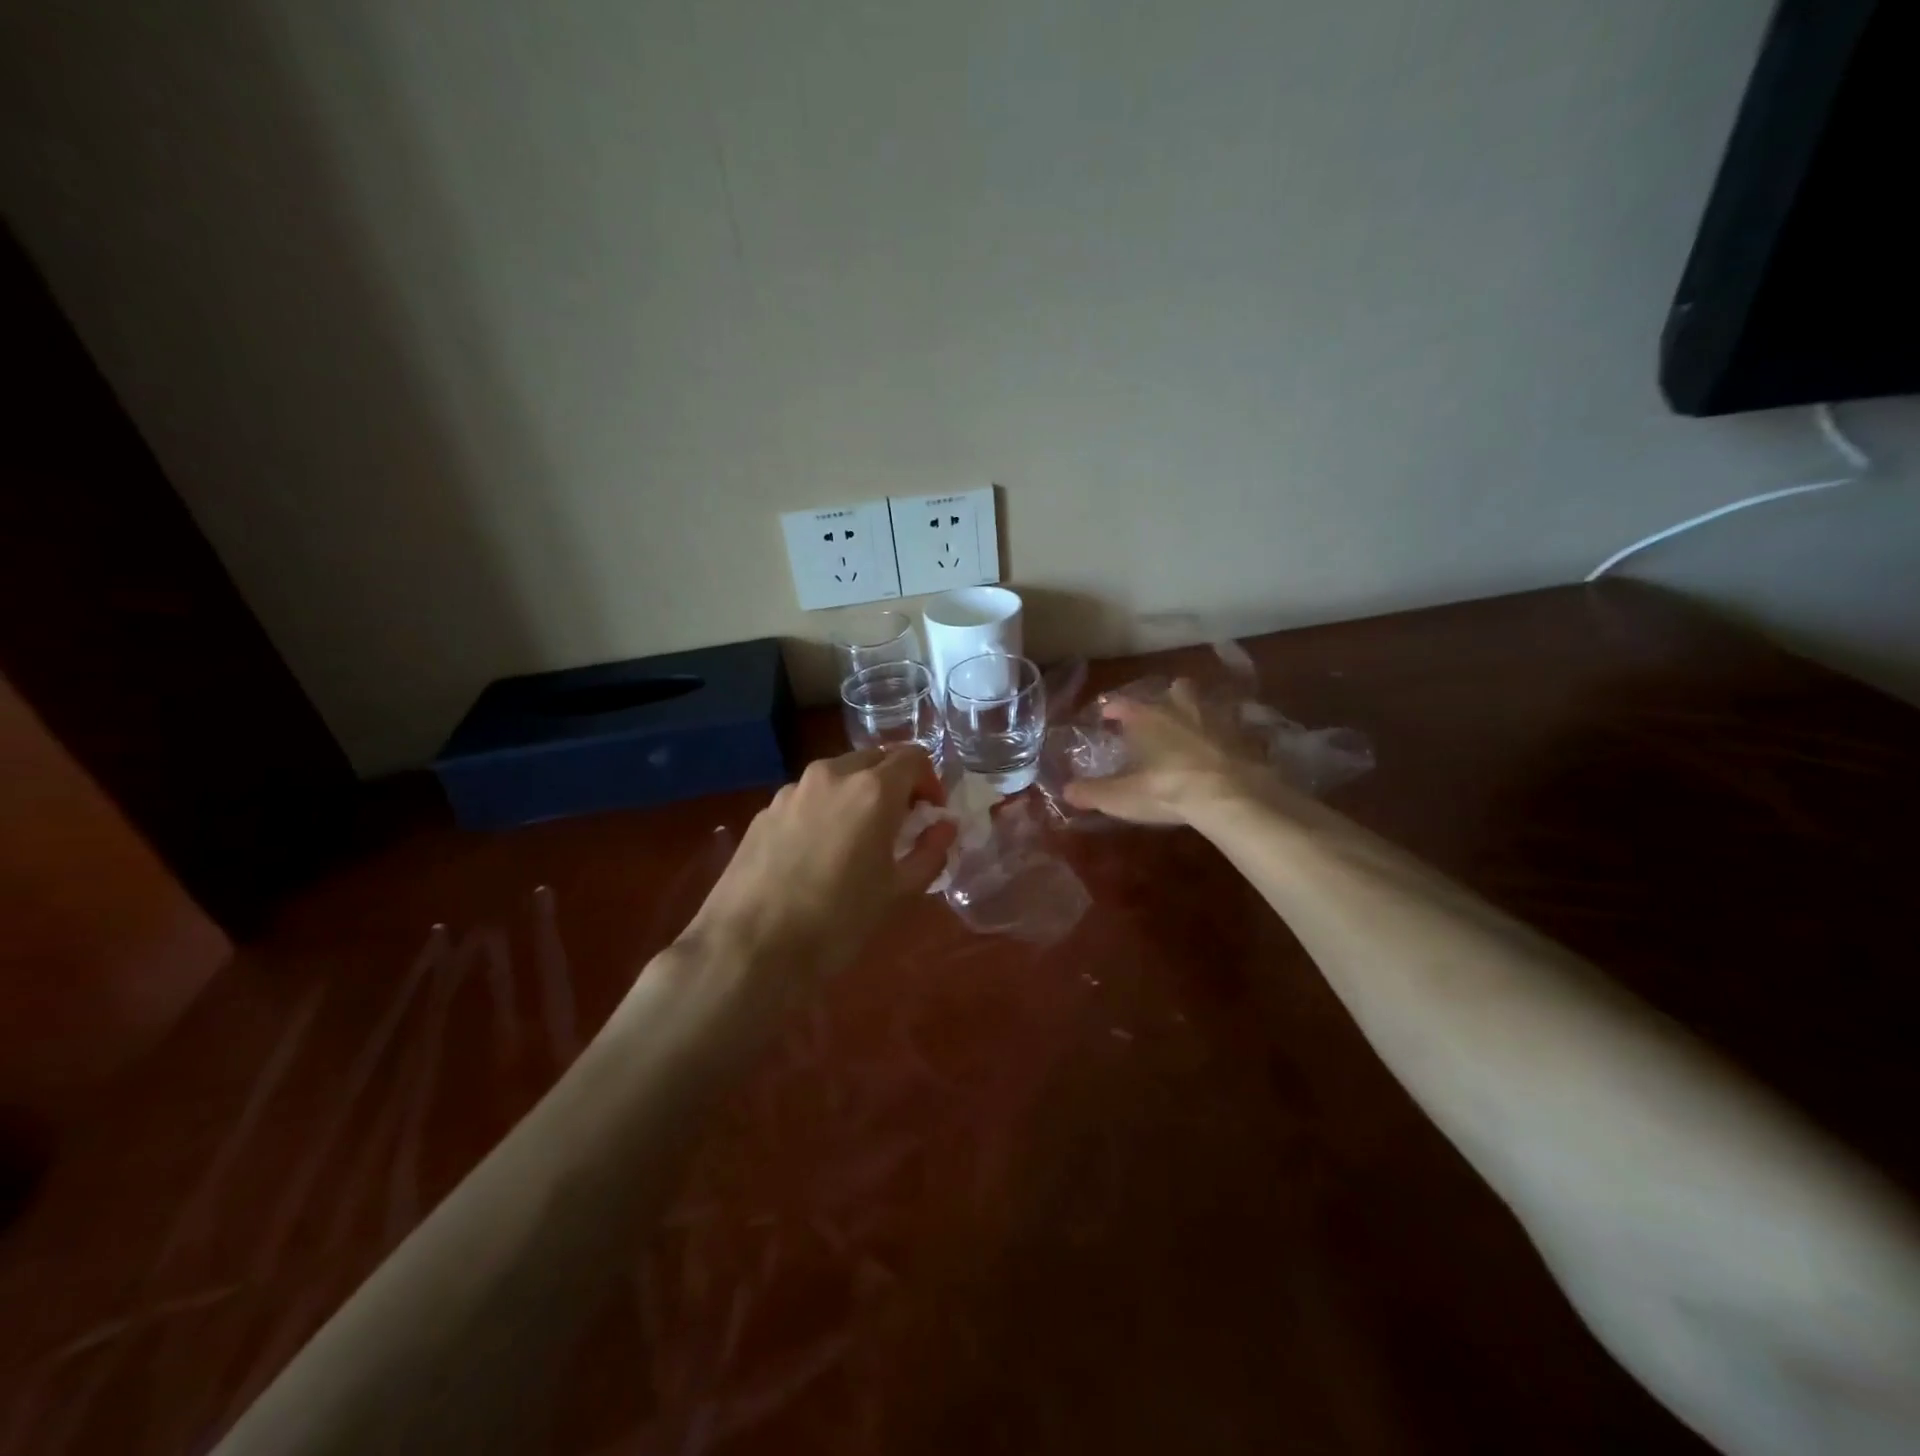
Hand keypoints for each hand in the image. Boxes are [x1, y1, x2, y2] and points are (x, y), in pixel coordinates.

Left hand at [680, 747, 957, 977]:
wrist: (748, 947)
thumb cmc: (836, 922)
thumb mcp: (897, 893)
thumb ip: (930, 852)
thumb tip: (944, 827)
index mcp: (872, 790)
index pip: (914, 757)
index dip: (930, 781)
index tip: (931, 814)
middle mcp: (832, 776)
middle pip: (875, 759)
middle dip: (895, 784)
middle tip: (900, 824)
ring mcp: (793, 790)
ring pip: (839, 775)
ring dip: (859, 794)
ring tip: (858, 839)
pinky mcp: (766, 810)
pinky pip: (809, 796)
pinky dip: (826, 809)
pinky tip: (818, 853)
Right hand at [1061, 679, 1281, 825]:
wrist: (1232, 795)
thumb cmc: (1167, 789)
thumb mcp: (1122, 796)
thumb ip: (1092, 792)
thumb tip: (1066, 791)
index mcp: (1148, 717)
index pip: (1124, 704)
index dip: (1113, 708)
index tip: (1106, 713)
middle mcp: (1182, 708)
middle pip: (1175, 689)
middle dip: (1166, 698)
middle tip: (1159, 714)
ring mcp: (1219, 718)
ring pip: (1207, 701)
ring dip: (1199, 710)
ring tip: (1193, 728)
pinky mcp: (1248, 736)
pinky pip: (1236, 727)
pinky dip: (1229, 735)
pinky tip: (1225, 749)